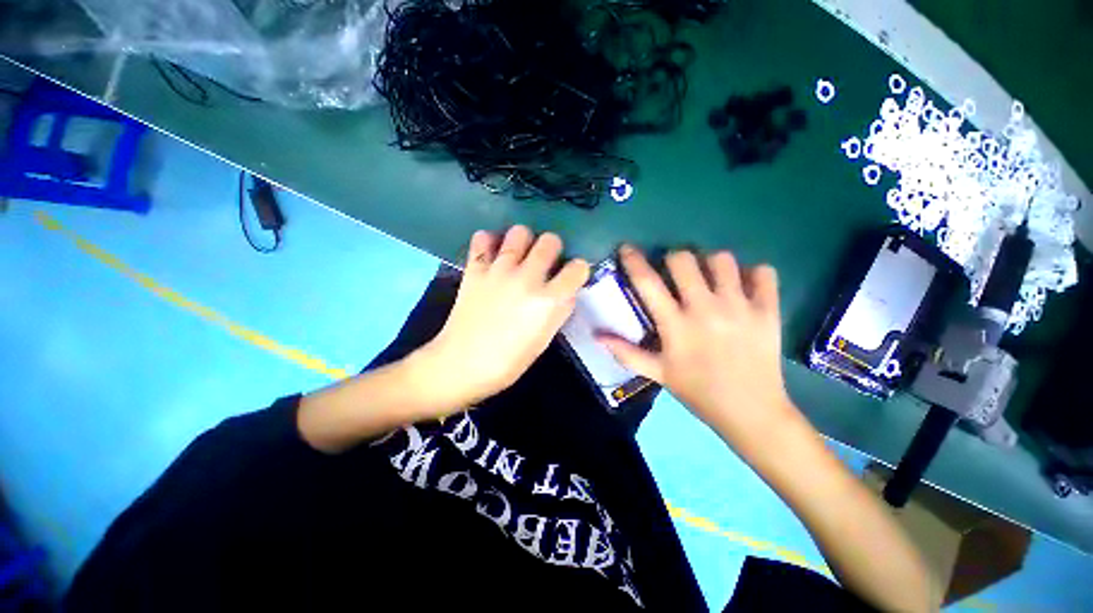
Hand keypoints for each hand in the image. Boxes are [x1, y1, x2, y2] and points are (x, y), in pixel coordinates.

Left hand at [415, 226, 589, 414]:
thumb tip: (566, 290)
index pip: (578, 267)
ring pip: (520, 232)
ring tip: (519, 256)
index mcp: (548, 300)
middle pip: (550, 240)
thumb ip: (559, 310)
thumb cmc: (508, 361)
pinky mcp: (475, 268)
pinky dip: (489, 242)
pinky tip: (492, 255)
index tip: (570, 276)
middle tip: (544, 263)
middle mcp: (527, 278)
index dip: (577, 271)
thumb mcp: (544, 340)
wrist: (462, 364)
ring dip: (524, 242)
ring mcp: (499, 270)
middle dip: (552, 250)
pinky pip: (483, 238)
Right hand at [598, 246, 793, 452]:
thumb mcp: (658, 373)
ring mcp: (740, 307)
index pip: (647, 283)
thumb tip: (596, 335)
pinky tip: (744, 286)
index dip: (634, 261)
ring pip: (722, 259)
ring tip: (710, 278)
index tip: (628, 249)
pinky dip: (752, 274)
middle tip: (675, 271)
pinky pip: (763, 272)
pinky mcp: (768, 310)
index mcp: (675, 325)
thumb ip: (625, 352)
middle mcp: (705, 309)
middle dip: (673, 259)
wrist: (752, 412)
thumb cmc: (698, 391)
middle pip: (684, 259)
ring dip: (710, 264)